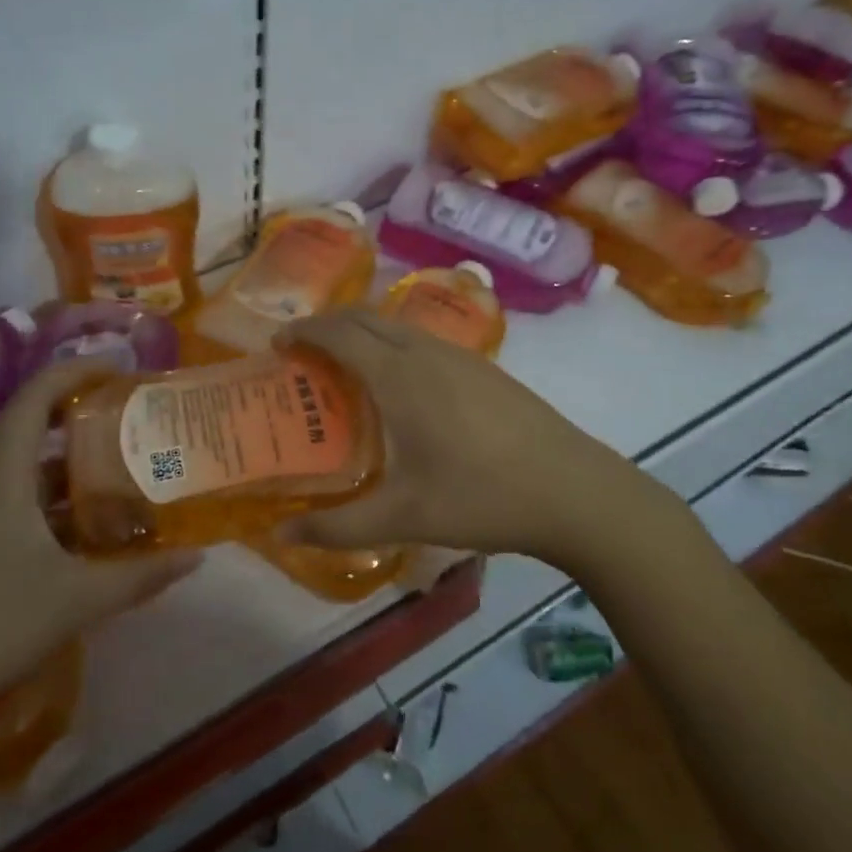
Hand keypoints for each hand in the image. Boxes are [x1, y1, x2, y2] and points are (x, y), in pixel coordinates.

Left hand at [0, 362, 200, 756]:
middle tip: (138, 421)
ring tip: (125, 471)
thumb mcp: (75, 600)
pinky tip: (88, 530)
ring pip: (28, 469)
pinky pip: (17, 501)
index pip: (38, 393)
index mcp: (2, 472)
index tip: (125, 370)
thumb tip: (199, 556)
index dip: (80, 370)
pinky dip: (56, 502)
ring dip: (73, 465)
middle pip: (34, 425)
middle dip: (86, 416)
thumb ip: (140, 575)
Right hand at [277, 309, 680, 568]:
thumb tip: (281, 534)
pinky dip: (393, 344)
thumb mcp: (404, 517)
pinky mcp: (485, 367)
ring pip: (398, 326)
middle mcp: (426, 352)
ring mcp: (461, 355)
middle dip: (328, 324)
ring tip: (344, 366)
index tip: (278, 343)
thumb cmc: (482, 497)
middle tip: (303, 352)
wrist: (574, 490)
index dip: (304, 332)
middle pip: (366, 317)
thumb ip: (338, 526)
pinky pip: (423, 339)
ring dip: (363, 332)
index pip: (339, 334)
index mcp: (400, 377)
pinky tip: (400, 384)